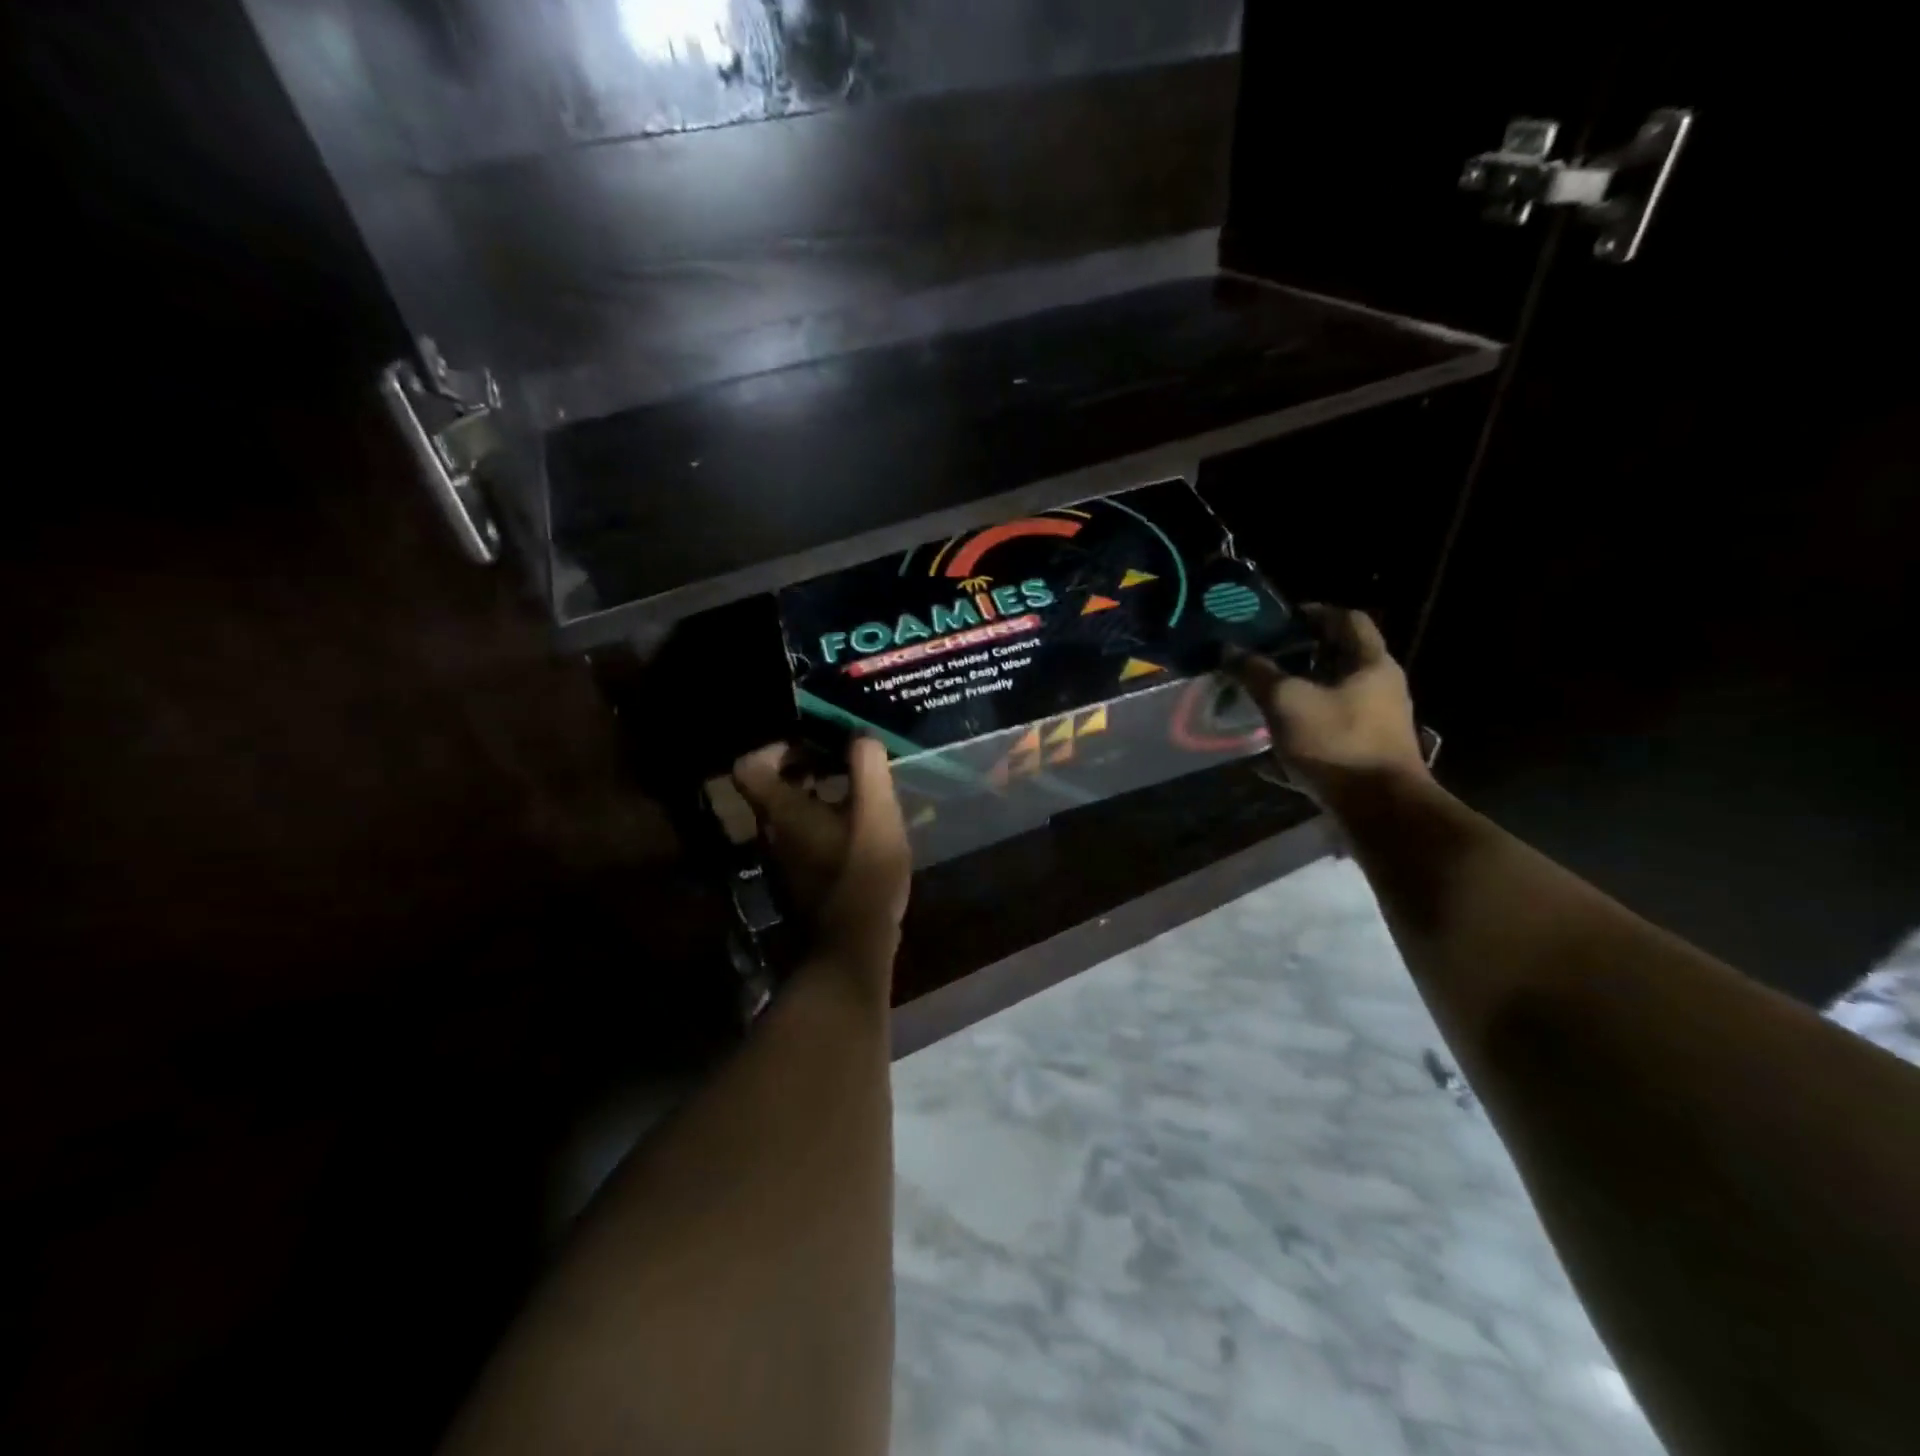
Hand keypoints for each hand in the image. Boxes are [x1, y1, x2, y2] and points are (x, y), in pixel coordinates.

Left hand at [732, 737, 912, 973]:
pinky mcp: (798, 879)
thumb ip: (867, 767)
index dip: (776, 748)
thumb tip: (860, 735)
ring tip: (857, 793)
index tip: (813, 744)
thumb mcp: (876, 813)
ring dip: (816, 795)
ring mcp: (782, 860)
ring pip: (789, 814)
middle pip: (770, 788)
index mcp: (781, 812)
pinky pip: (803, 836)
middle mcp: (771, 833)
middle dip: (804, 768)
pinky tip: (860, 829)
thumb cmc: (863, 873)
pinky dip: (823, 822)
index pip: (748, 767)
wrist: (852, 947)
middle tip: (842, 763)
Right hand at [1231, 606, 1429, 808]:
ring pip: (1330, 701)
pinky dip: (1298, 738)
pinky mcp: (1365, 758)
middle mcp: (1380, 690)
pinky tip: (1266, 755)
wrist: (1381, 812)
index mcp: (1371, 665)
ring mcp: (1375, 727)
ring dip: (1296, 699)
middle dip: (1298, 659)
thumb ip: (1256, 673)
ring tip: (1259, 703)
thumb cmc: (1337, 743)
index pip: (1347, 620)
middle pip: (1338, 661)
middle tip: (1261, 661)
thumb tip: (1228, 649)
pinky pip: (1326, 739)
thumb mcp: (1287, 701)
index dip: (1313, 613)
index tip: (1279, 620)